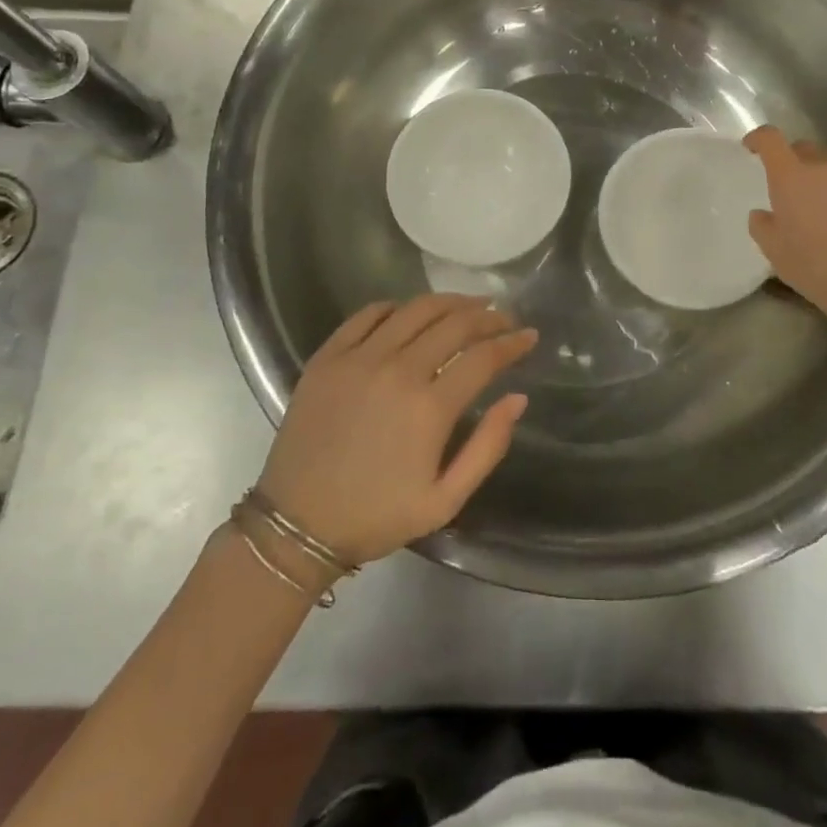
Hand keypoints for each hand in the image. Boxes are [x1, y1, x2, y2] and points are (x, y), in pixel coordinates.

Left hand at [253, 294, 536, 566]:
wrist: (297, 525)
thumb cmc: (376, 516)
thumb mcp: (444, 500)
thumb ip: (487, 447)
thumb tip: (517, 398)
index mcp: (430, 408)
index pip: (483, 357)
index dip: (512, 342)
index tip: (529, 335)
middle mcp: (398, 370)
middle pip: (454, 324)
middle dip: (487, 316)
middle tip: (503, 317)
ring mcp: (359, 358)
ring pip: (415, 309)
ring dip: (448, 302)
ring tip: (467, 305)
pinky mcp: (328, 356)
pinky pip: (368, 314)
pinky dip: (396, 307)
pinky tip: (409, 312)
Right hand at [743, 125, 826, 318]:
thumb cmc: (809, 261)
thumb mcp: (771, 246)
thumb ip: (762, 224)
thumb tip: (763, 215)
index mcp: (791, 175)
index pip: (771, 139)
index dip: (757, 138)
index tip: (749, 147)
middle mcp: (821, 172)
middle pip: (802, 149)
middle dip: (787, 157)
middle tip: (776, 179)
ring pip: (822, 172)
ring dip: (809, 181)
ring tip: (800, 209)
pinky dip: (826, 200)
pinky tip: (822, 227)